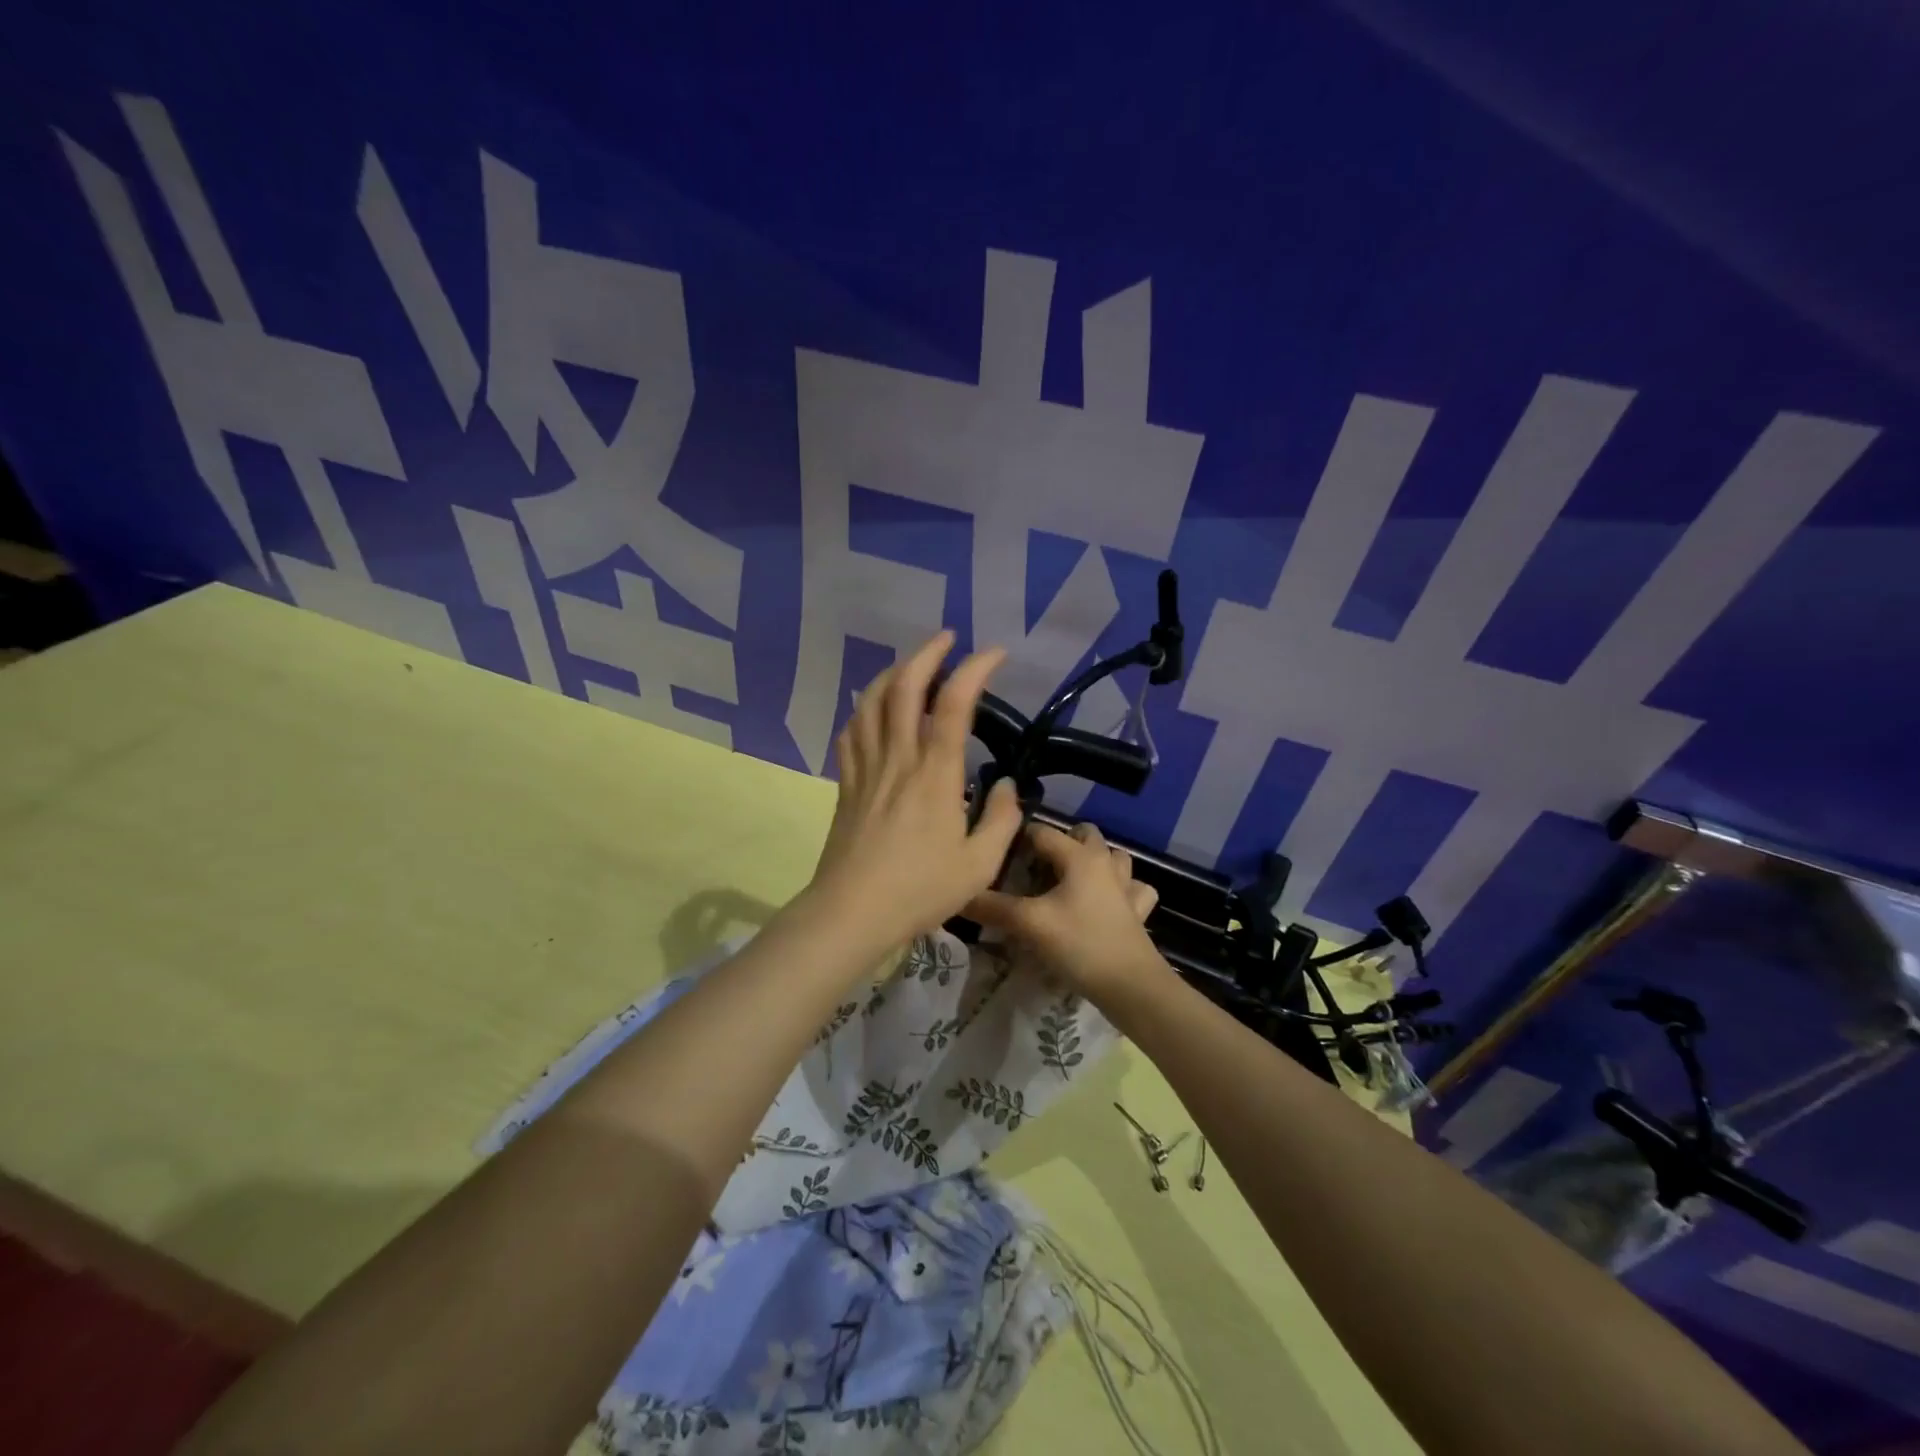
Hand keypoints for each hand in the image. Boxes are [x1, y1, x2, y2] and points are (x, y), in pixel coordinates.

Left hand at [805, 631, 1023, 945]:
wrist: (852, 911)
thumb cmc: (920, 890)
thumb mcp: (979, 865)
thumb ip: (1002, 820)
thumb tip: (1008, 786)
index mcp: (934, 775)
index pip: (953, 704)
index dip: (974, 669)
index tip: (994, 653)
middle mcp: (898, 758)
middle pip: (904, 687)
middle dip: (926, 653)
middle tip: (946, 639)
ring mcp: (867, 767)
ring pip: (871, 702)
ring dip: (893, 672)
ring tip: (912, 665)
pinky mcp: (847, 782)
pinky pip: (852, 731)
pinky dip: (865, 707)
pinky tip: (874, 708)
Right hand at [965, 822, 1165, 1001]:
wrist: (1131, 985)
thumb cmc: (1079, 944)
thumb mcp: (1029, 924)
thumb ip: (992, 907)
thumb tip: (958, 895)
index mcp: (1079, 856)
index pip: (1042, 832)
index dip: (1018, 839)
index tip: (998, 856)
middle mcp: (1105, 862)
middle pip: (1083, 834)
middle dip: (1060, 843)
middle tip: (1036, 868)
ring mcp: (1127, 886)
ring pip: (1113, 857)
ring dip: (1094, 860)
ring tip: (1071, 880)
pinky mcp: (1139, 910)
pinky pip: (1132, 888)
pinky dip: (1120, 889)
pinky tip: (1108, 902)